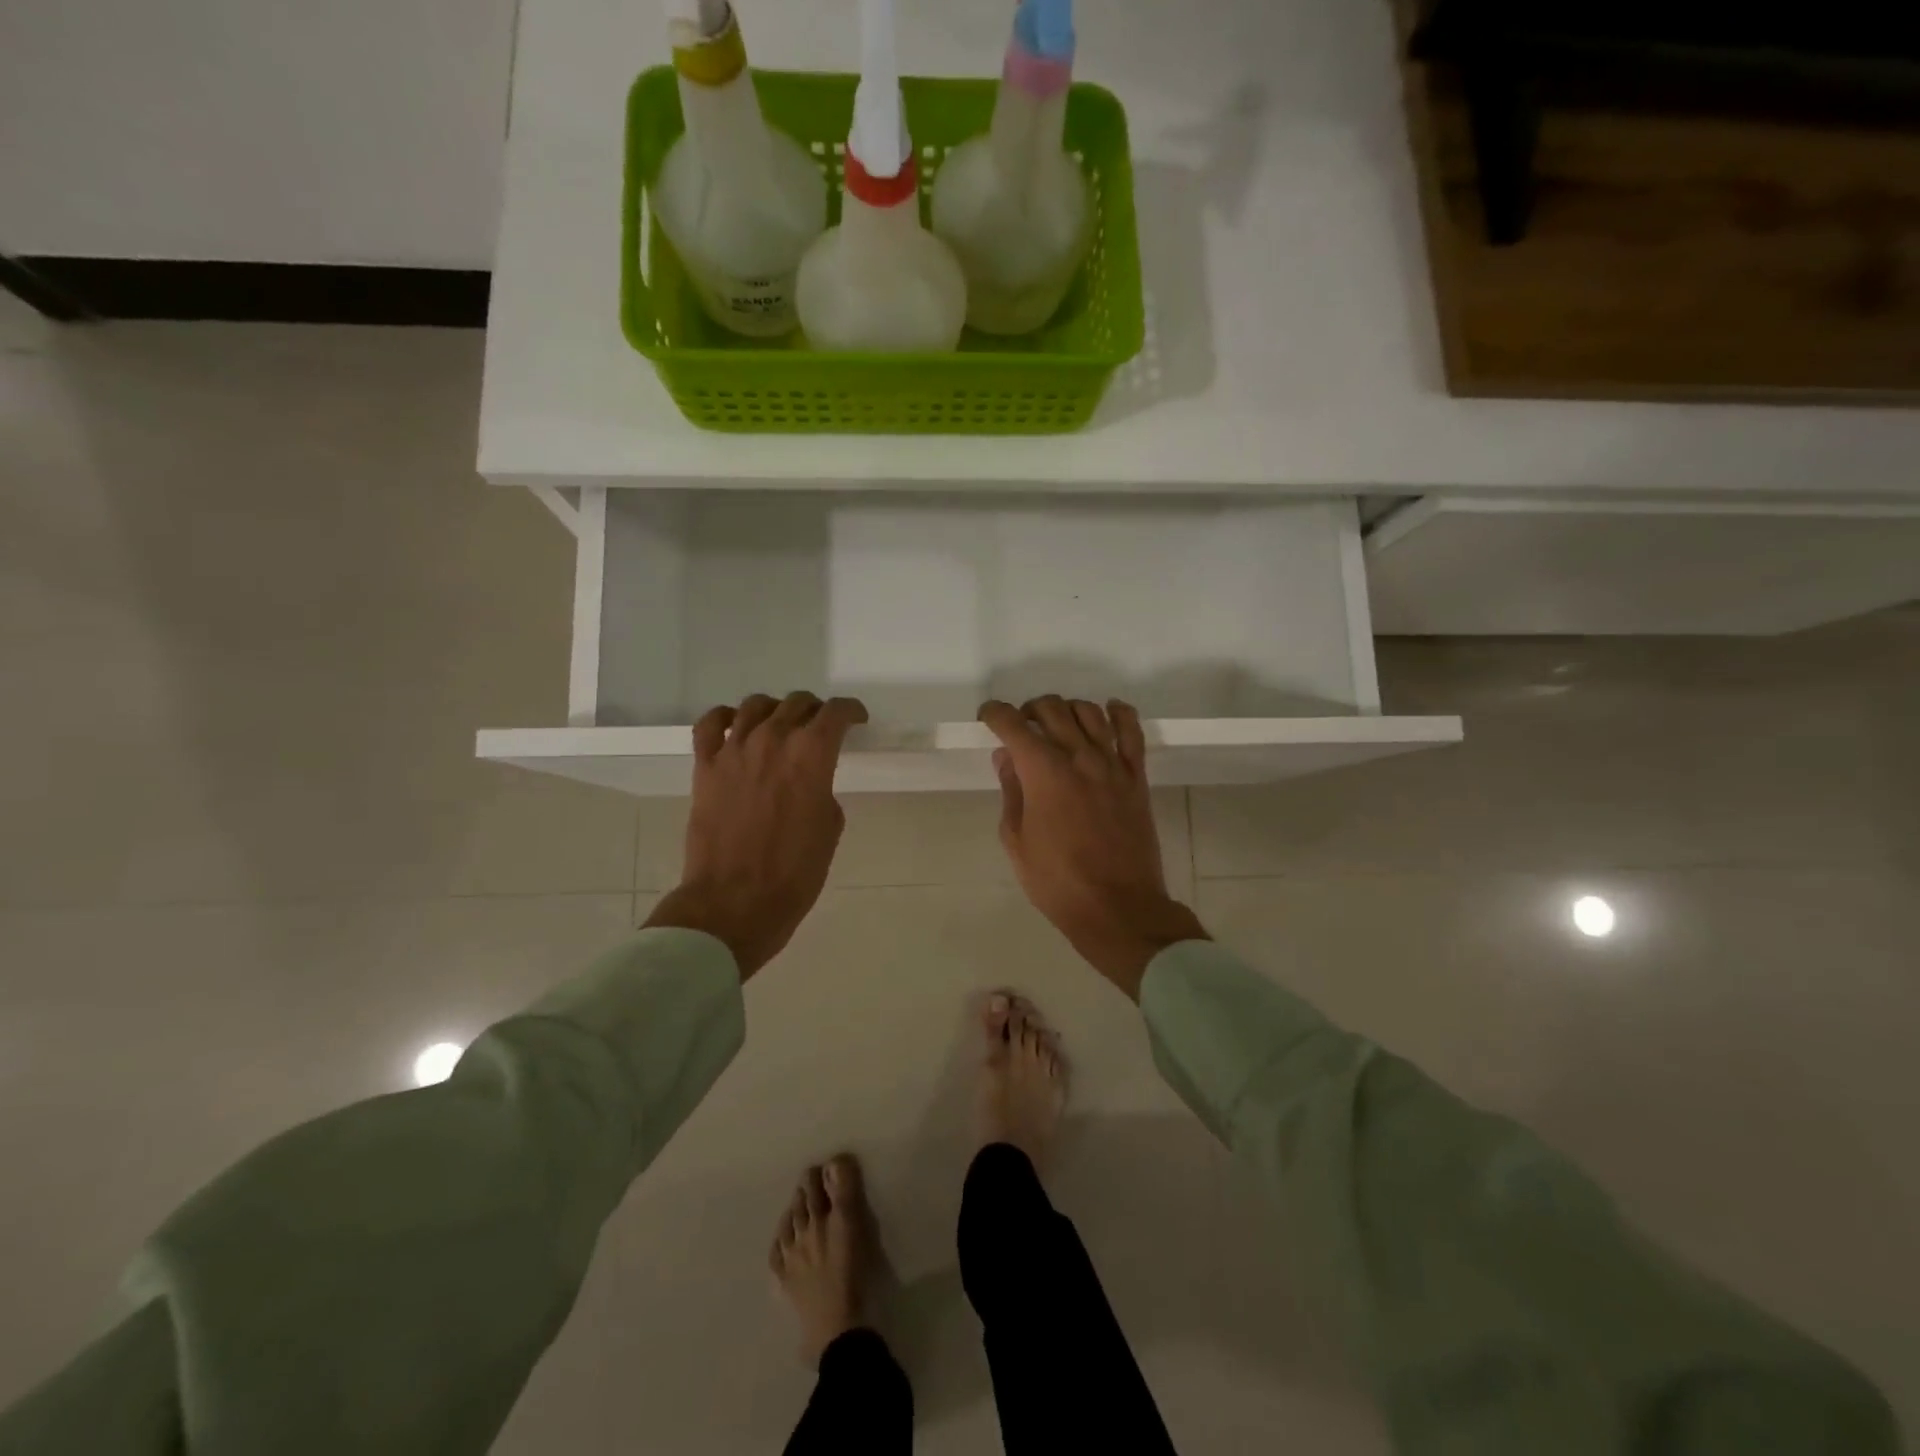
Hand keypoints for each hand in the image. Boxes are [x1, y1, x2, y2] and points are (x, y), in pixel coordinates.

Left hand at [645, 693, 867, 980]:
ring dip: (775, 710)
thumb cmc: (794, 872)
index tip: (856, 719)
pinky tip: (735, 725)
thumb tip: (808, 781)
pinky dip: (726, 717)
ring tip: (780, 724)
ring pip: (756, 705)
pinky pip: (711, 724)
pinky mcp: (705, 766)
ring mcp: (734, 750)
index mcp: (811, 755)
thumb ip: (822, 790)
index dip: (851, 711)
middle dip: (815, 711)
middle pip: (797, 703)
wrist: (735, 902)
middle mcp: (773, 740)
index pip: (835, 713)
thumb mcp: (829, 828)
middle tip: (820, 727)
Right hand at [980, 696, 1208, 999]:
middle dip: (1029, 710)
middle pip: (1052, 709)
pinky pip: (1132, 732)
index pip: (1013, 724)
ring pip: (1089, 712)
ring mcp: (1112, 765)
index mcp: (1043, 772)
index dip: (995, 714)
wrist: (1118, 907)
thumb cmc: (1057, 881)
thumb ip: (1012, 791)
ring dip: (1067, 709)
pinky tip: (1108, 711)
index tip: (988, 717)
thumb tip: (1007, 757)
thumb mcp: (1017, 840)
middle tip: (1020, 728)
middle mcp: (1078, 757)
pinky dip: (1119, 713)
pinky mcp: (1136, 777)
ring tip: (1057, 724)